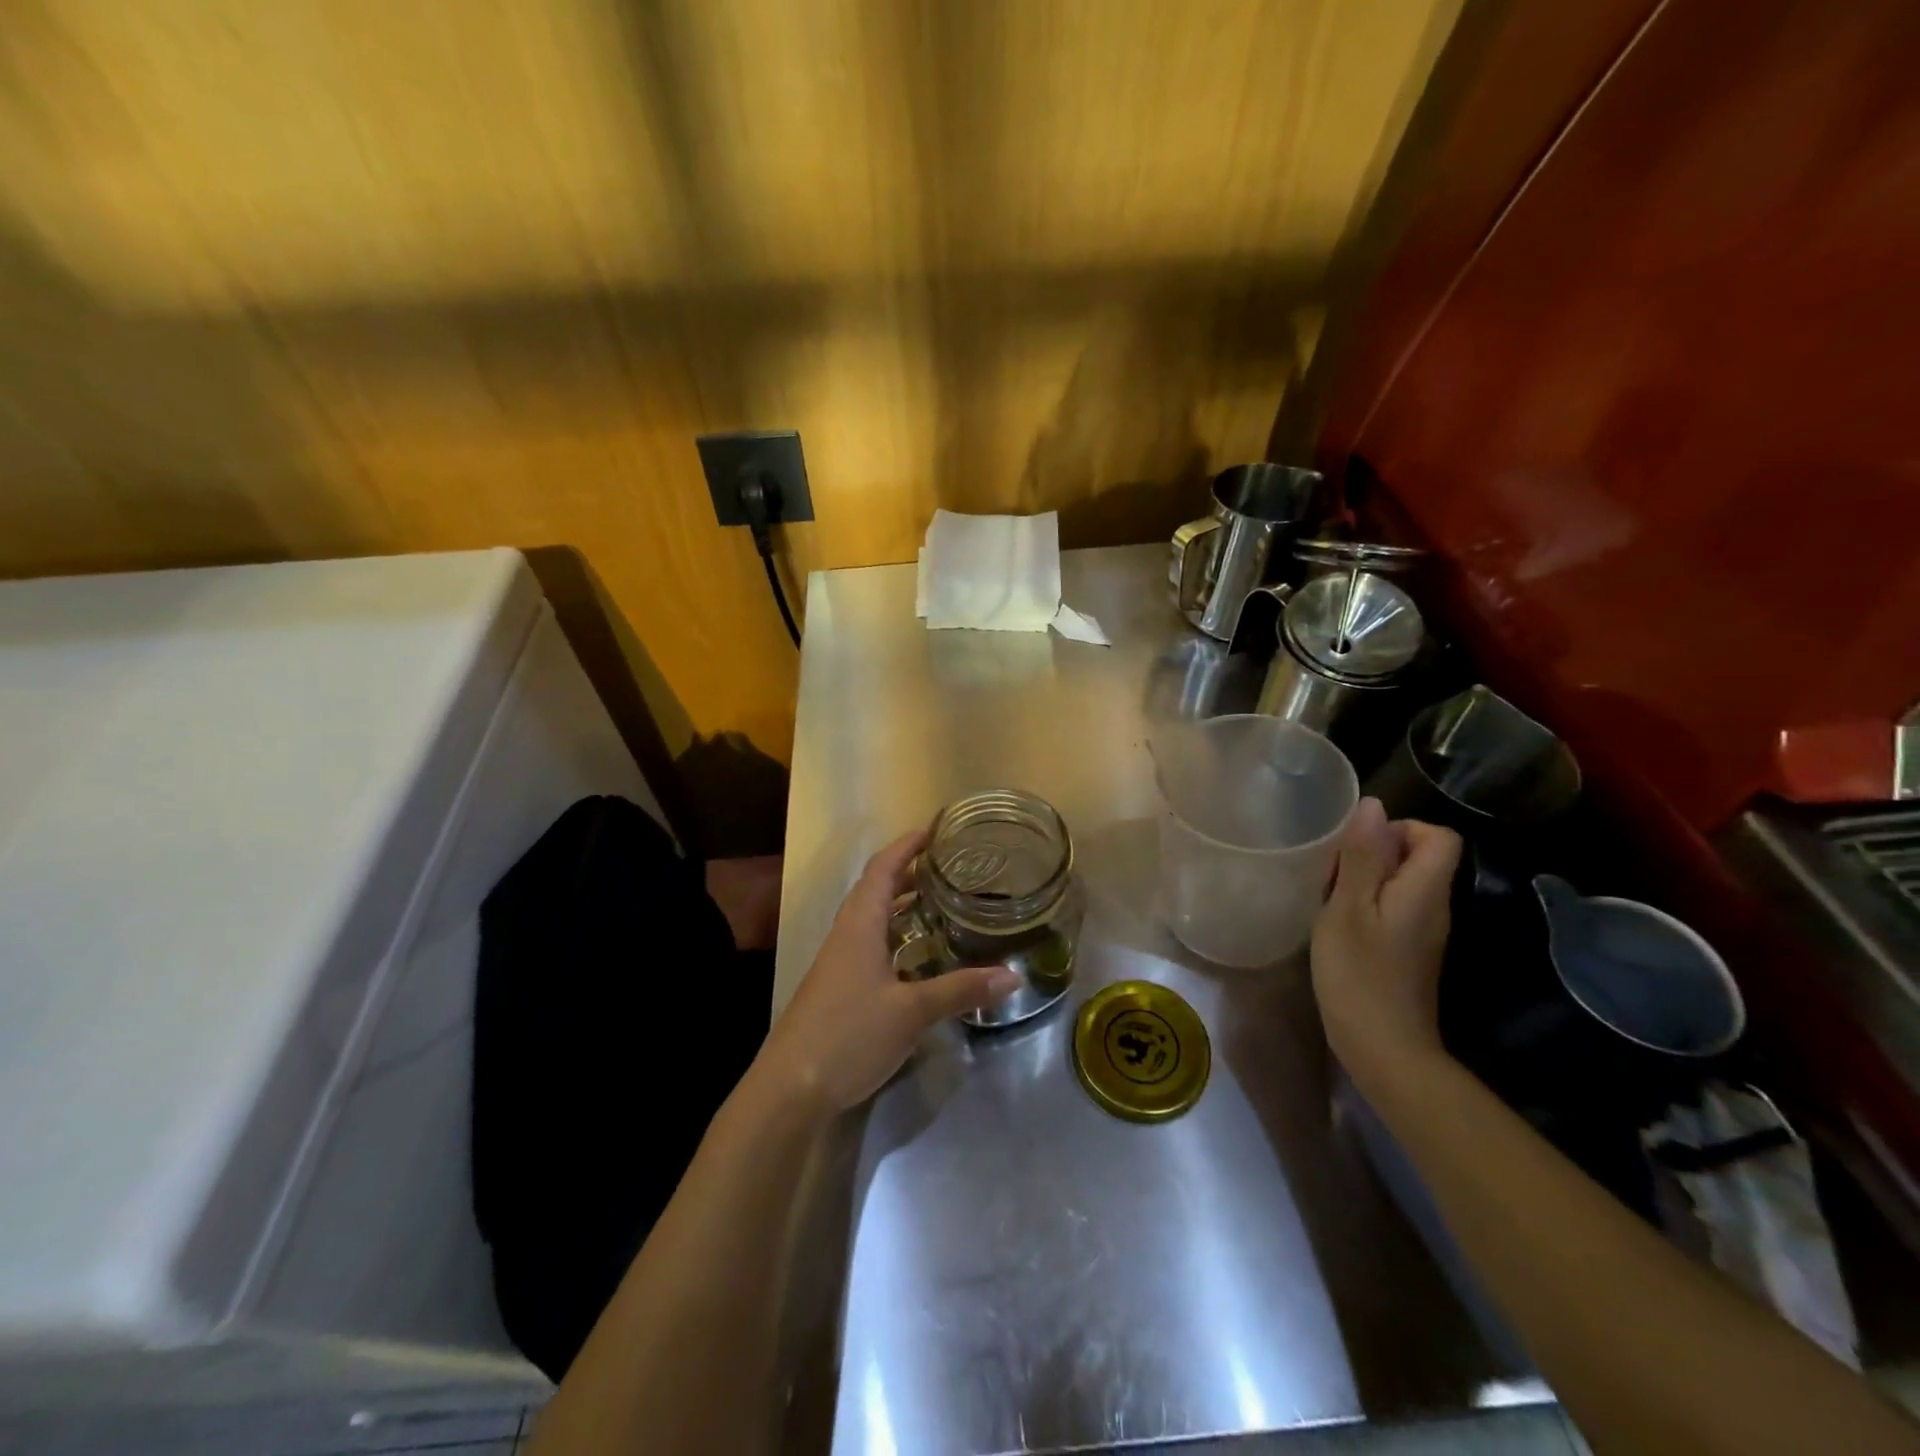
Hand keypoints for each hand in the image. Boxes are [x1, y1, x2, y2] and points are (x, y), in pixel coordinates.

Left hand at [754, 829, 1019, 1113]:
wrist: (791, 1088)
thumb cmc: (849, 1035)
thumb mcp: (911, 1012)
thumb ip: (960, 990)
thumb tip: (1013, 976)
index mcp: (859, 925)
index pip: (882, 869)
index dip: (906, 845)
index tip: (935, 830)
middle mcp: (846, 934)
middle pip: (876, 888)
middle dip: (909, 871)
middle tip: (949, 866)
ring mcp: (839, 961)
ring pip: (872, 917)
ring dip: (901, 903)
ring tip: (939, 901)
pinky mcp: (838, 986)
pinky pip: (870, 943)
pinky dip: (895, 934)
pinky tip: (917, 953)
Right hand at [1310, 797, 1461, 1089]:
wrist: (1383, 1050)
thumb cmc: (1359, 975)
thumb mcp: (1348, 909)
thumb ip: (1362, 857)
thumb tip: (1373, 807)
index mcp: (1425, 891)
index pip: (1438, 836)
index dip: (1401, 828)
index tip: (1358, 845)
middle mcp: (1434, 907)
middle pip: (1420, 857)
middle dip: (1374, 851)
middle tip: (1332, 871)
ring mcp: (1423, 932)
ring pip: (1402, 882)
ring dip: (1365, 878)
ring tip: (1328, 894)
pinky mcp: (1407, 951)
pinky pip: (1393, 907)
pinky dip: (1365, 903)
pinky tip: (1336, 922)